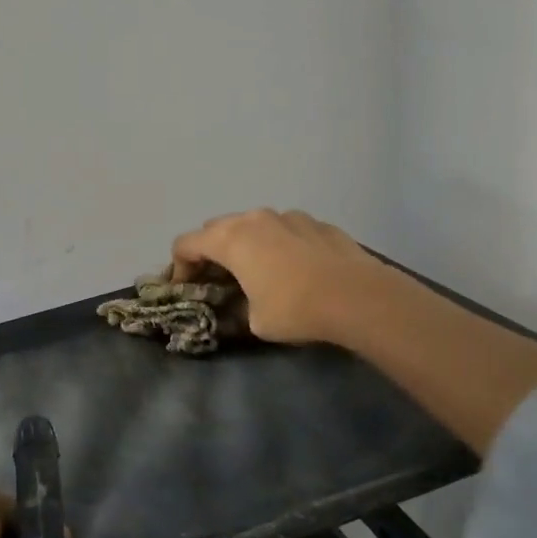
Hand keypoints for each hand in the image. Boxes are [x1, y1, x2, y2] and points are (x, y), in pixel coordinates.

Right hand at [171, 208, 391, 346]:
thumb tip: (241, 305)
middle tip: (217, 279)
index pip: (186, 243)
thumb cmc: (295, 309)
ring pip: (254, 224)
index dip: (178, 267)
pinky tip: (295, 268)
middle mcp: (254, 219)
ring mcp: (288, 216)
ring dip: (246, 244)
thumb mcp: (254, 321)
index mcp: (230, 240)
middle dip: (210, 251)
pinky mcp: (317, 223)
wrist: (357, 296)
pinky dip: (279, 244)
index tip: (186, 289)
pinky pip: (285, 229)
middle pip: (217, 228)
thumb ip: (238, 306)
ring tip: (258, 271)